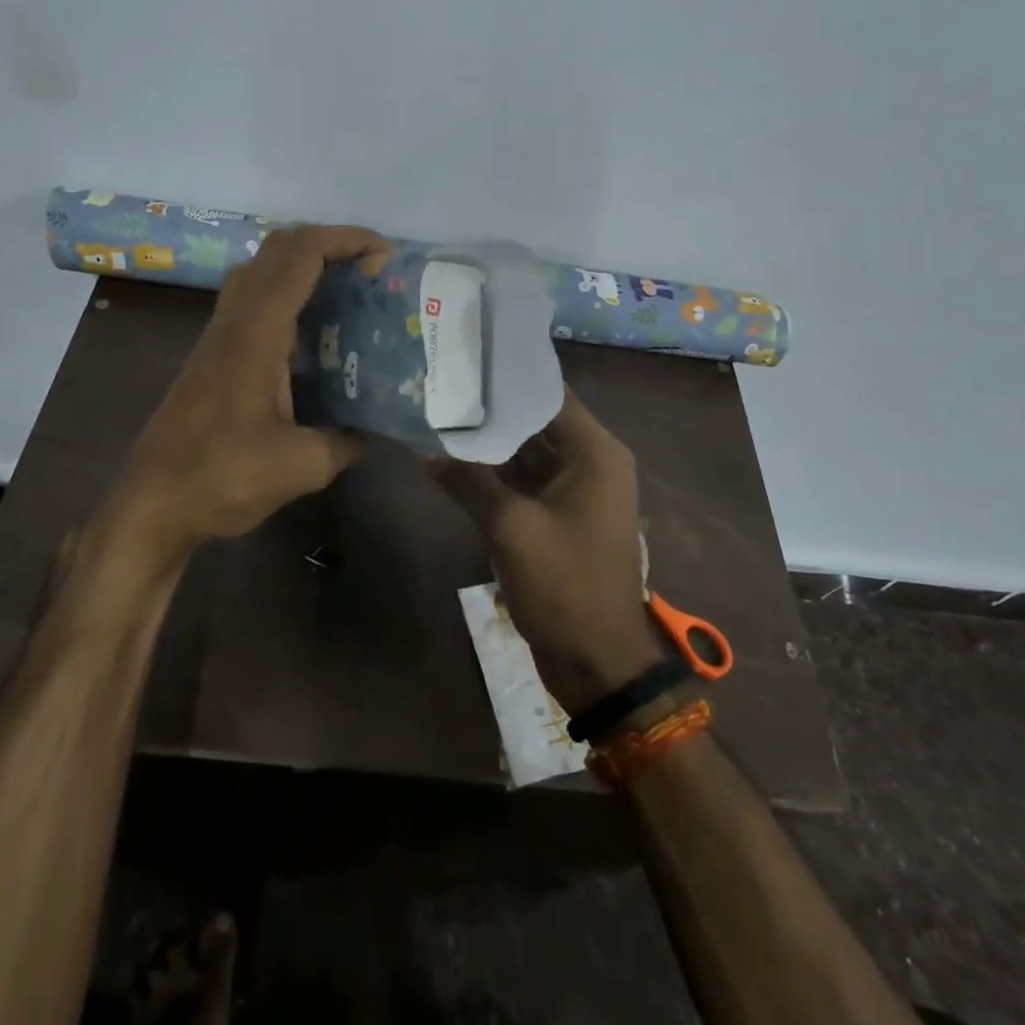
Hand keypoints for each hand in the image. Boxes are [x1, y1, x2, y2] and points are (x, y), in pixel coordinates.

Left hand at [109, 224, 393, 561]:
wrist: (151, 504)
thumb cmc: (222, 478)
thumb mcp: (302, 466)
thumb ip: (347, 440)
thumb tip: (375, 429)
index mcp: (256, 333)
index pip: (301, 256)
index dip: (346, 240)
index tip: (386, 254)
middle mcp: (234, 320)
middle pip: (279, 247)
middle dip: (330, 242)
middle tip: (372, 269)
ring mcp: (219, 334)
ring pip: (261, 269)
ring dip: (305, 263)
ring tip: (349, 290)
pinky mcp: (213, 353)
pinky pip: (253, 297)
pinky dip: (288, 291)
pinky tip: (314, 332)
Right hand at [430, 388, 665, 713]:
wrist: (599, 663)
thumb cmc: (564, 586)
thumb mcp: (510, 529)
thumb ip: (469, 482)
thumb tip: (425, 452)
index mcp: (596, 454)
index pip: (550, 395)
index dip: (509, 378)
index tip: (467, 361)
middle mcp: (594, 463)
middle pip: (539, 422)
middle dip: (494, 411)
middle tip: (446, 388)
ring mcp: (581, 491)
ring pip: (533, 452)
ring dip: (494, 444)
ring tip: (444, 418)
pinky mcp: (566, 516)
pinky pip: (532, 481)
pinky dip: (501, 474)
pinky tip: (459, 463)